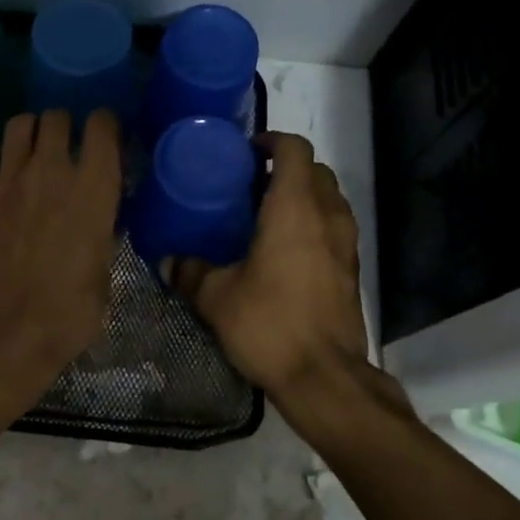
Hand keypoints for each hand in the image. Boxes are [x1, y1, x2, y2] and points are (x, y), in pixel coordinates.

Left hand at [0, 109, 122, 404]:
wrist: (8, 330)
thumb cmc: (70, 311)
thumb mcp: (104, 270)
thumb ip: (102, 231)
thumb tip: (98, 218)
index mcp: (94, 186)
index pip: (102, 124)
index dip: (105, 125)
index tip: (106, 138)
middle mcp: (52, 169)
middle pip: (57, 117)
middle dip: (65, 126)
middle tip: (66, 147)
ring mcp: (9, 178)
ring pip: (19, 124)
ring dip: (30, 133)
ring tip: (31, 152)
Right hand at [174, 134, 403, 445]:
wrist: (325, 377)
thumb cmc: (269, 323)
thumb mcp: (216, 297)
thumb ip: (190, 272)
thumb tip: (168, 260)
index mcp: (294, 208)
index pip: (295, 149)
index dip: (273, 141)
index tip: (248, 151)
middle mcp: (327, 216)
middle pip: (317, 171)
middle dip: (288, 168)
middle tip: (252, 185)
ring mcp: (346, 243)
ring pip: (330, 199)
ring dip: (304, 196)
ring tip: (268, 216)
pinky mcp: (352, 270)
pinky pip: (335, 228)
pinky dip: (315, 224)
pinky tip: (286, 252)